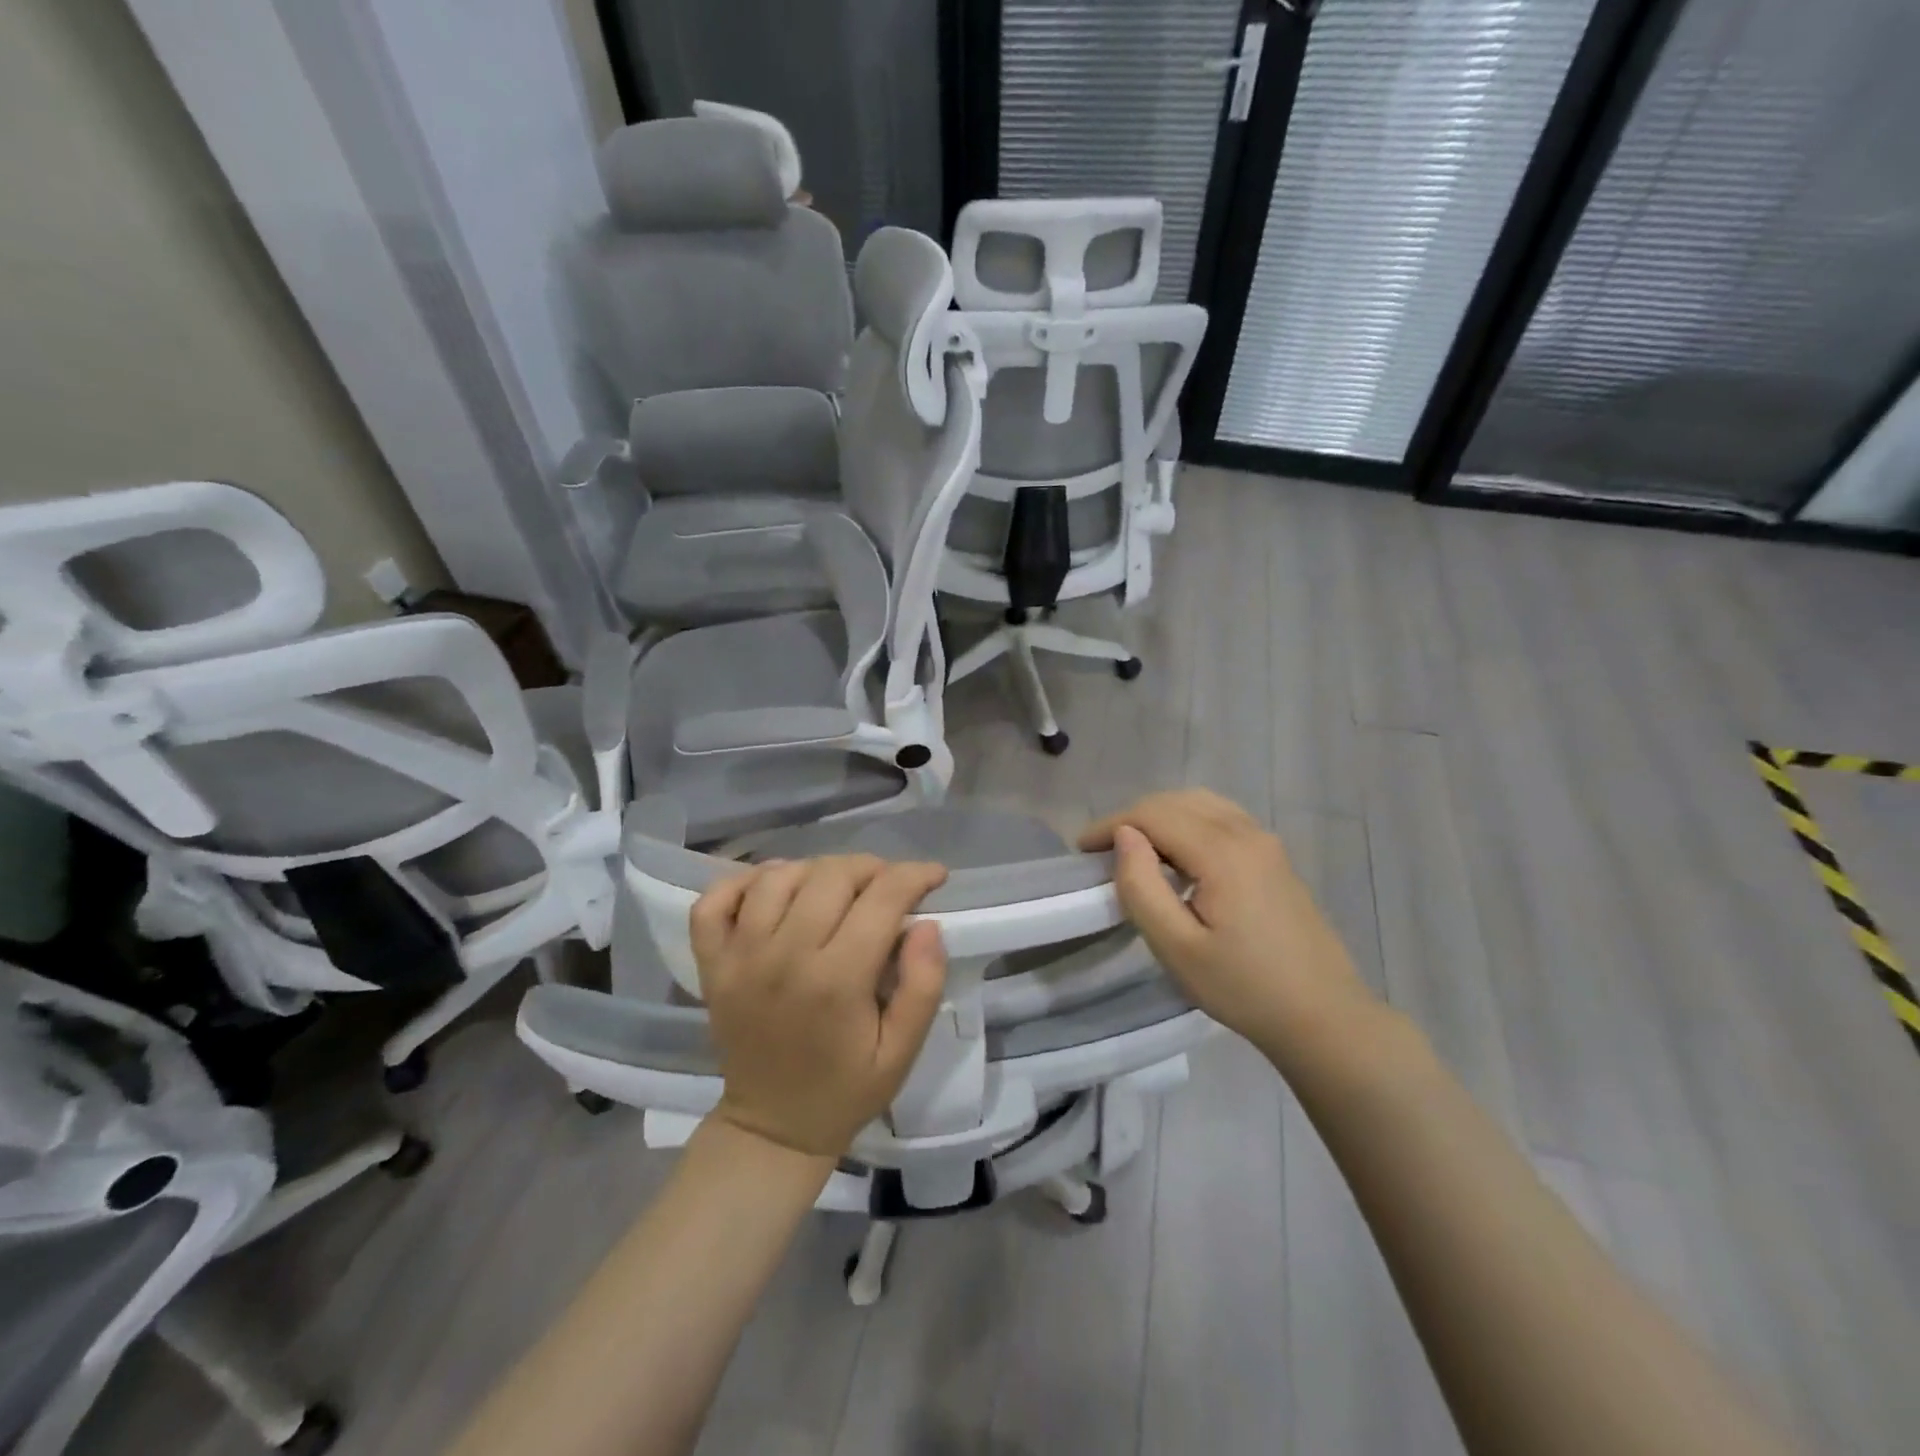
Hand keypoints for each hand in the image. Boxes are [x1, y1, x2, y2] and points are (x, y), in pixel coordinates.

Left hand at [691, 855, 949, 1157]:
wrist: (772, 1127)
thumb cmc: (846, 1089)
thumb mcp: (903, 1051)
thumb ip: (923, 986)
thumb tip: (927, 925)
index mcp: (836, 981)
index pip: (881, 899)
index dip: (914, 876)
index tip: (934, 875)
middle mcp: (783, 957)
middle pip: (830, 876)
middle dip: (871, 868)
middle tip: (888, 886)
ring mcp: (739, 958)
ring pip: (778, 877)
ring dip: (816, 870)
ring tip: (837, 887)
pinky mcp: (712, 964)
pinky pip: (715, 900)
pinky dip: (743, 881)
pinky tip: (773, 888)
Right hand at [1079, 790, 1383, 1066]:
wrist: (1324, 1016)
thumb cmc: (1244, 988)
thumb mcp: (1177, 947)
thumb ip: (1142, 886)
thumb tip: (1124, 836)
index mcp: (1222, 852)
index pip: (1153, 814)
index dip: (1111, 824)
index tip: (1080, 849)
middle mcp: (1246, 833)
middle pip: (1176, 801)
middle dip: (1132, 817)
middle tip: (1102, 852)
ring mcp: (1266, 842)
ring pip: (1201, 804)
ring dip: (1161, 817)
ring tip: (1135, 851)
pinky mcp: (1275, 857)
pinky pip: (1222, 818)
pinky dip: (1188, 823)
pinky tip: (1177, 856)